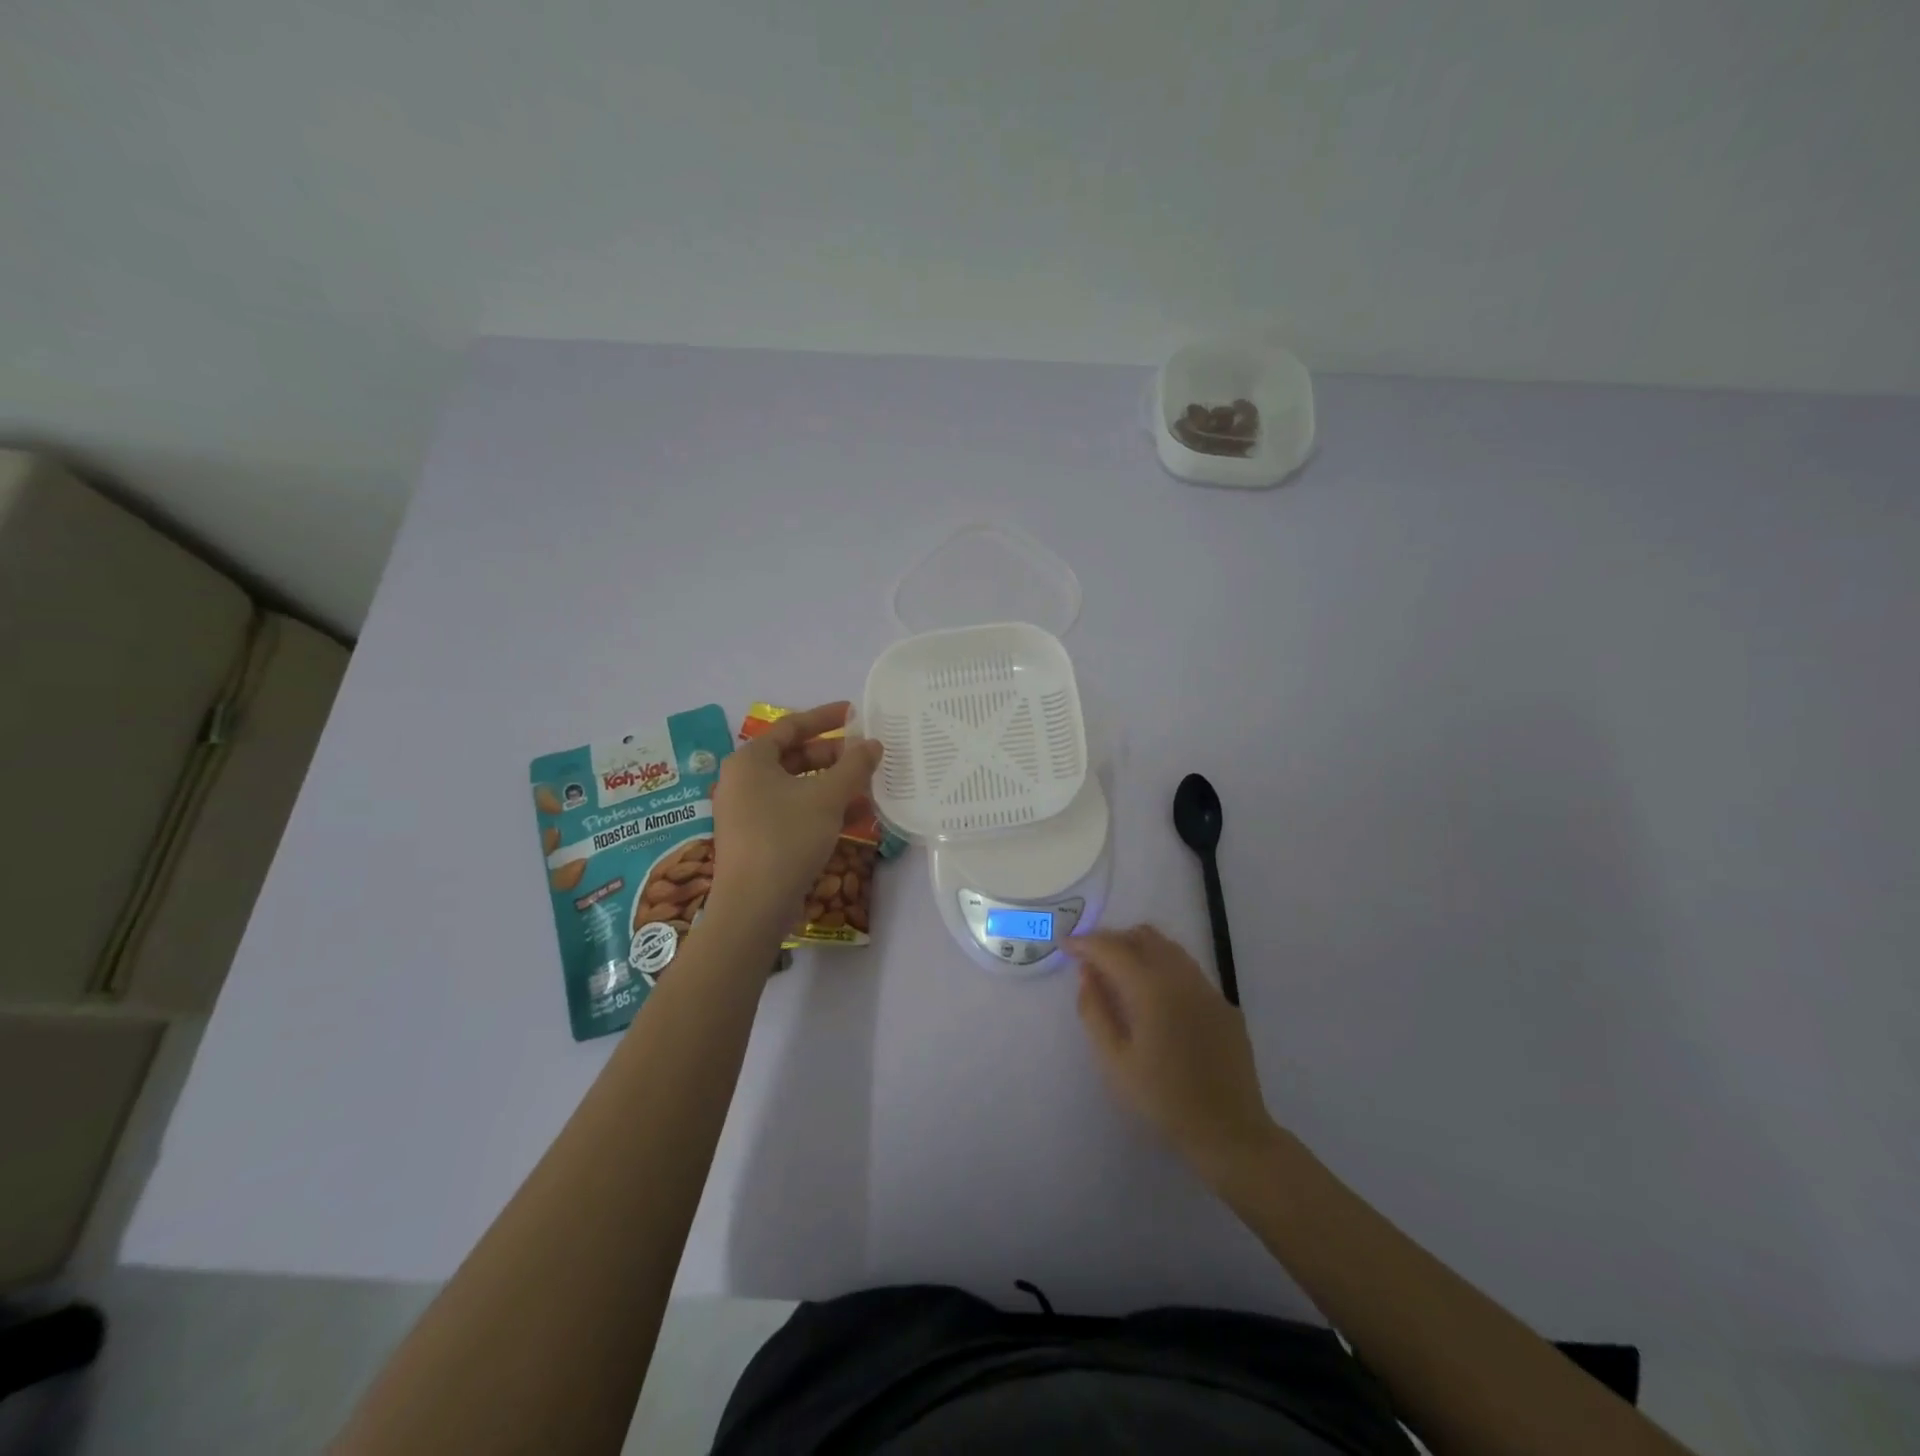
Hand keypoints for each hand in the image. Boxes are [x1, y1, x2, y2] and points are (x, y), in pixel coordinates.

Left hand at [709, 702, 881, 928]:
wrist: (753, 906)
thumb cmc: (787, 838)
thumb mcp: (827, 797)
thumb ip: (854, 766)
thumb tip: (874, 744)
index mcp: (750, 760)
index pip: (791, 727)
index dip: (825, 718)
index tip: (854, 714)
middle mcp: (743, 781)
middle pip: (794, 757)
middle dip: (833, 756)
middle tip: (866, 756)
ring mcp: (747, 812)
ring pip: (797, 787)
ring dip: (832, 784)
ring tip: (868, 786)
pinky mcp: (757, 839)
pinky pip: (793, 811)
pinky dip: (821, 809)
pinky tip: (854, 817)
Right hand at [1067, 925, 1277, 1181]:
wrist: (1229, 1131)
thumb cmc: (1162, 1099)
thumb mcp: (1114, 1061)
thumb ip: (1095, 1011)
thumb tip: (1086, 974)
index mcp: (1151, 988)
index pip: (1111, 948)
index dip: (1084, 943)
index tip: (1065, 945)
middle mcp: (1182, 977)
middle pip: (1143, 936)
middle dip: (1114, 940)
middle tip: (1092, 961)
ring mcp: (1208, 989)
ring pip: (1169, 949)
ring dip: (1140, 950)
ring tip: (1121, 975)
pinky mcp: (1224, 1006)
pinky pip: (1189, 972)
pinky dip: (1164, 970)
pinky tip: (1157, 1001)